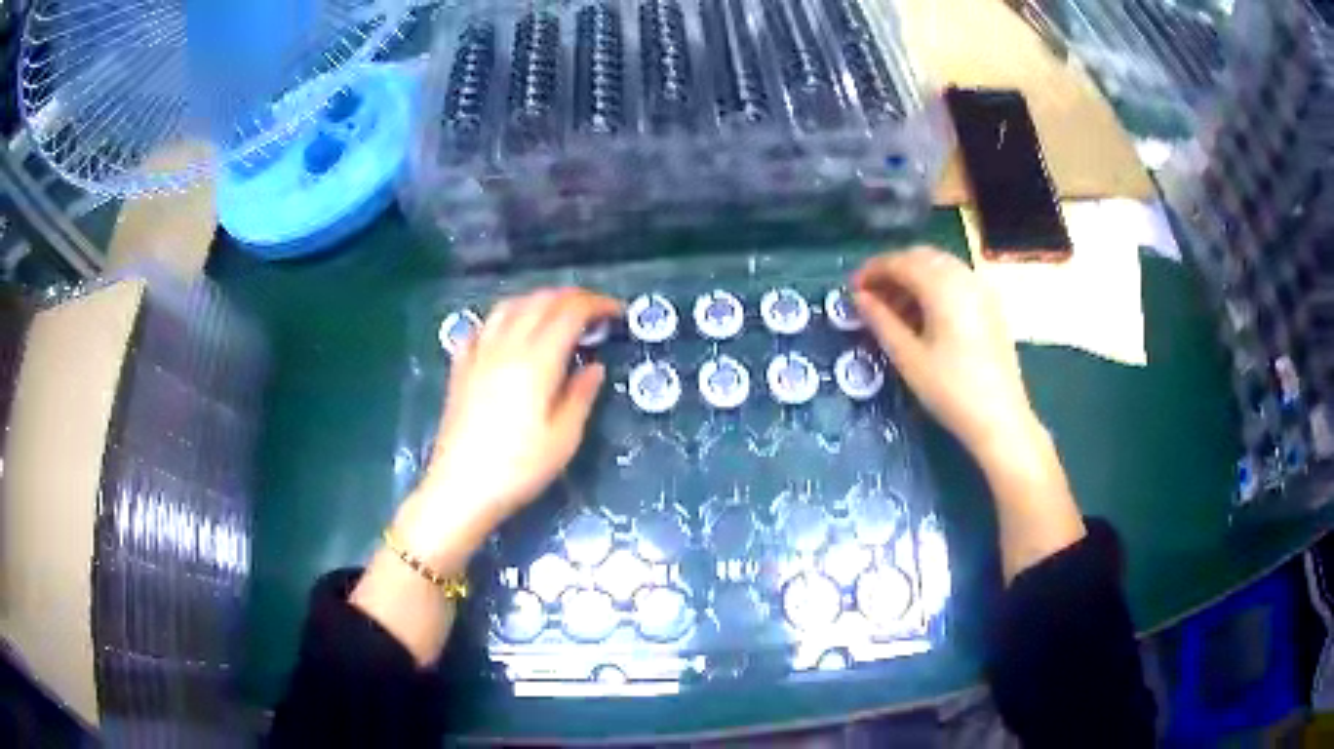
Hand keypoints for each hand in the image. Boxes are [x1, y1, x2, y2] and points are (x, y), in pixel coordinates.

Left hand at [399, 288, 620, 566]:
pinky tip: (507, 331)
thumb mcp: (563, 438)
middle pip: (539, 301)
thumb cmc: (518, 469)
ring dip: (537, 300)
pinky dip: (502, 318)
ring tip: (555, 312)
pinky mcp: (460, 368)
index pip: (570, 312)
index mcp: (537, 361)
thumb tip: (594, 367)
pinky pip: (482, 327)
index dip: (597, 304)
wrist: (461, 488)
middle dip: (571, 297)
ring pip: (508, 306)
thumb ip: (581, 396)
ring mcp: (479, 354)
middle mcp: (506, 347)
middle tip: (593, 311)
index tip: (616, 312)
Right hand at [852, 247, 1039, 467]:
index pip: (900, 262)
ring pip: (940, 267)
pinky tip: (923, 315)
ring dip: (913, 278)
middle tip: (870, 296)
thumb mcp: (909, 358)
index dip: (872, 270)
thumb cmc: (951, 390)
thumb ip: (881, 321)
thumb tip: (860, 299)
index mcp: (942, 285)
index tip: (852, 289)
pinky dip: (934, 287)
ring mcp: (981, 289)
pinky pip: (956, 281)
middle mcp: (963, 276)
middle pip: (921, 257)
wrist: (1001, 419)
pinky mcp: (990, 306)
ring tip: (893, 309)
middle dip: (893, 270)